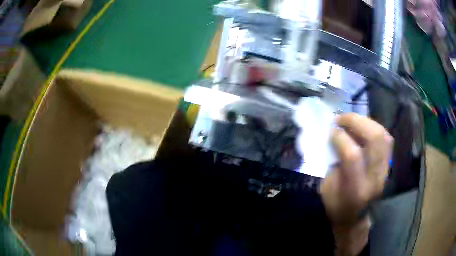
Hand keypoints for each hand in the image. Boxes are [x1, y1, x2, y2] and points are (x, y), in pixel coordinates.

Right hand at [320, 113, 392, 254]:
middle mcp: (375, 178)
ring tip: (351, 120)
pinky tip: (362, 127)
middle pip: (375, 139)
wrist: (354, 217)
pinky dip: (373, 127)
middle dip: (356, 121)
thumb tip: (334, 135)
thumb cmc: (336, 206)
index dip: (340, 137)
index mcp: (356, 189)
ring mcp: (385, 170)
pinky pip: (385, 138)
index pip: (353, 156)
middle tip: (341, 119)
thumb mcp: (326, 189)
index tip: (330, 131)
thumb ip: (332, 162)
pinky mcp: (388, 165)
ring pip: (383, 135)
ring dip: (366, 121)